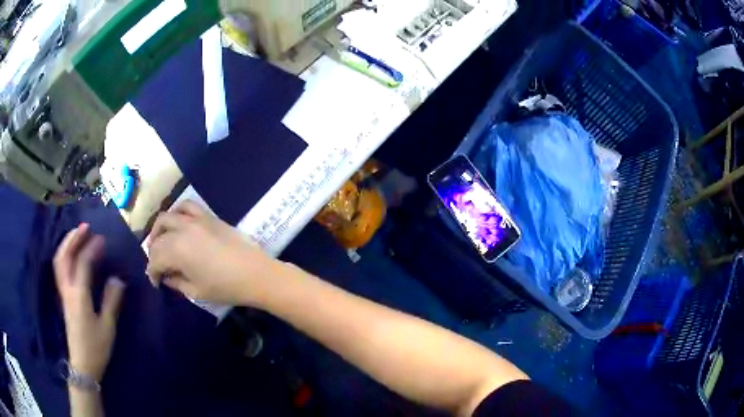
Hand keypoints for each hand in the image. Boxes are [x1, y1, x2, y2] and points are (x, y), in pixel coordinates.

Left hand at [53, 224, 124, 382]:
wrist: (82, 365)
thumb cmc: (96, 347)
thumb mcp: (107, 327)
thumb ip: (111, 301)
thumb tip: (117, 279)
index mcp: (79, 296)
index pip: (82, 264)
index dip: (91, 249)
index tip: (101, 239)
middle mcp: (67, 289)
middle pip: (64, 256)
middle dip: (73, 238)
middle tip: (85, 227)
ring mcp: (63, 293)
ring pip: (59, 261)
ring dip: (66, 244)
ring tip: (76, 235)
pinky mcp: (63, 297)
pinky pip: (59, 269)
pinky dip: (63, 255)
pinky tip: (70, 254)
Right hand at [145, 201, 279, 306]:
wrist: (256, 273)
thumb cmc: (226, 287)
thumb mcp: (196, 291)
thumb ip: (176, 282)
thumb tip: (165, 277)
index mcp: (176, 250)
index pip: (155, 259)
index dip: (152, 272)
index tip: (156, 283)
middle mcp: (182, 230)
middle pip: (158, 237)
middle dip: (153, 252)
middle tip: (158, 266)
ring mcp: (195, 220)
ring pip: (167, 217)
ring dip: (159, 229)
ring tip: (161, 241)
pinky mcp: (208, 216)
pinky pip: (187, 206)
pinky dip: (177, 212)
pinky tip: (178, 223)